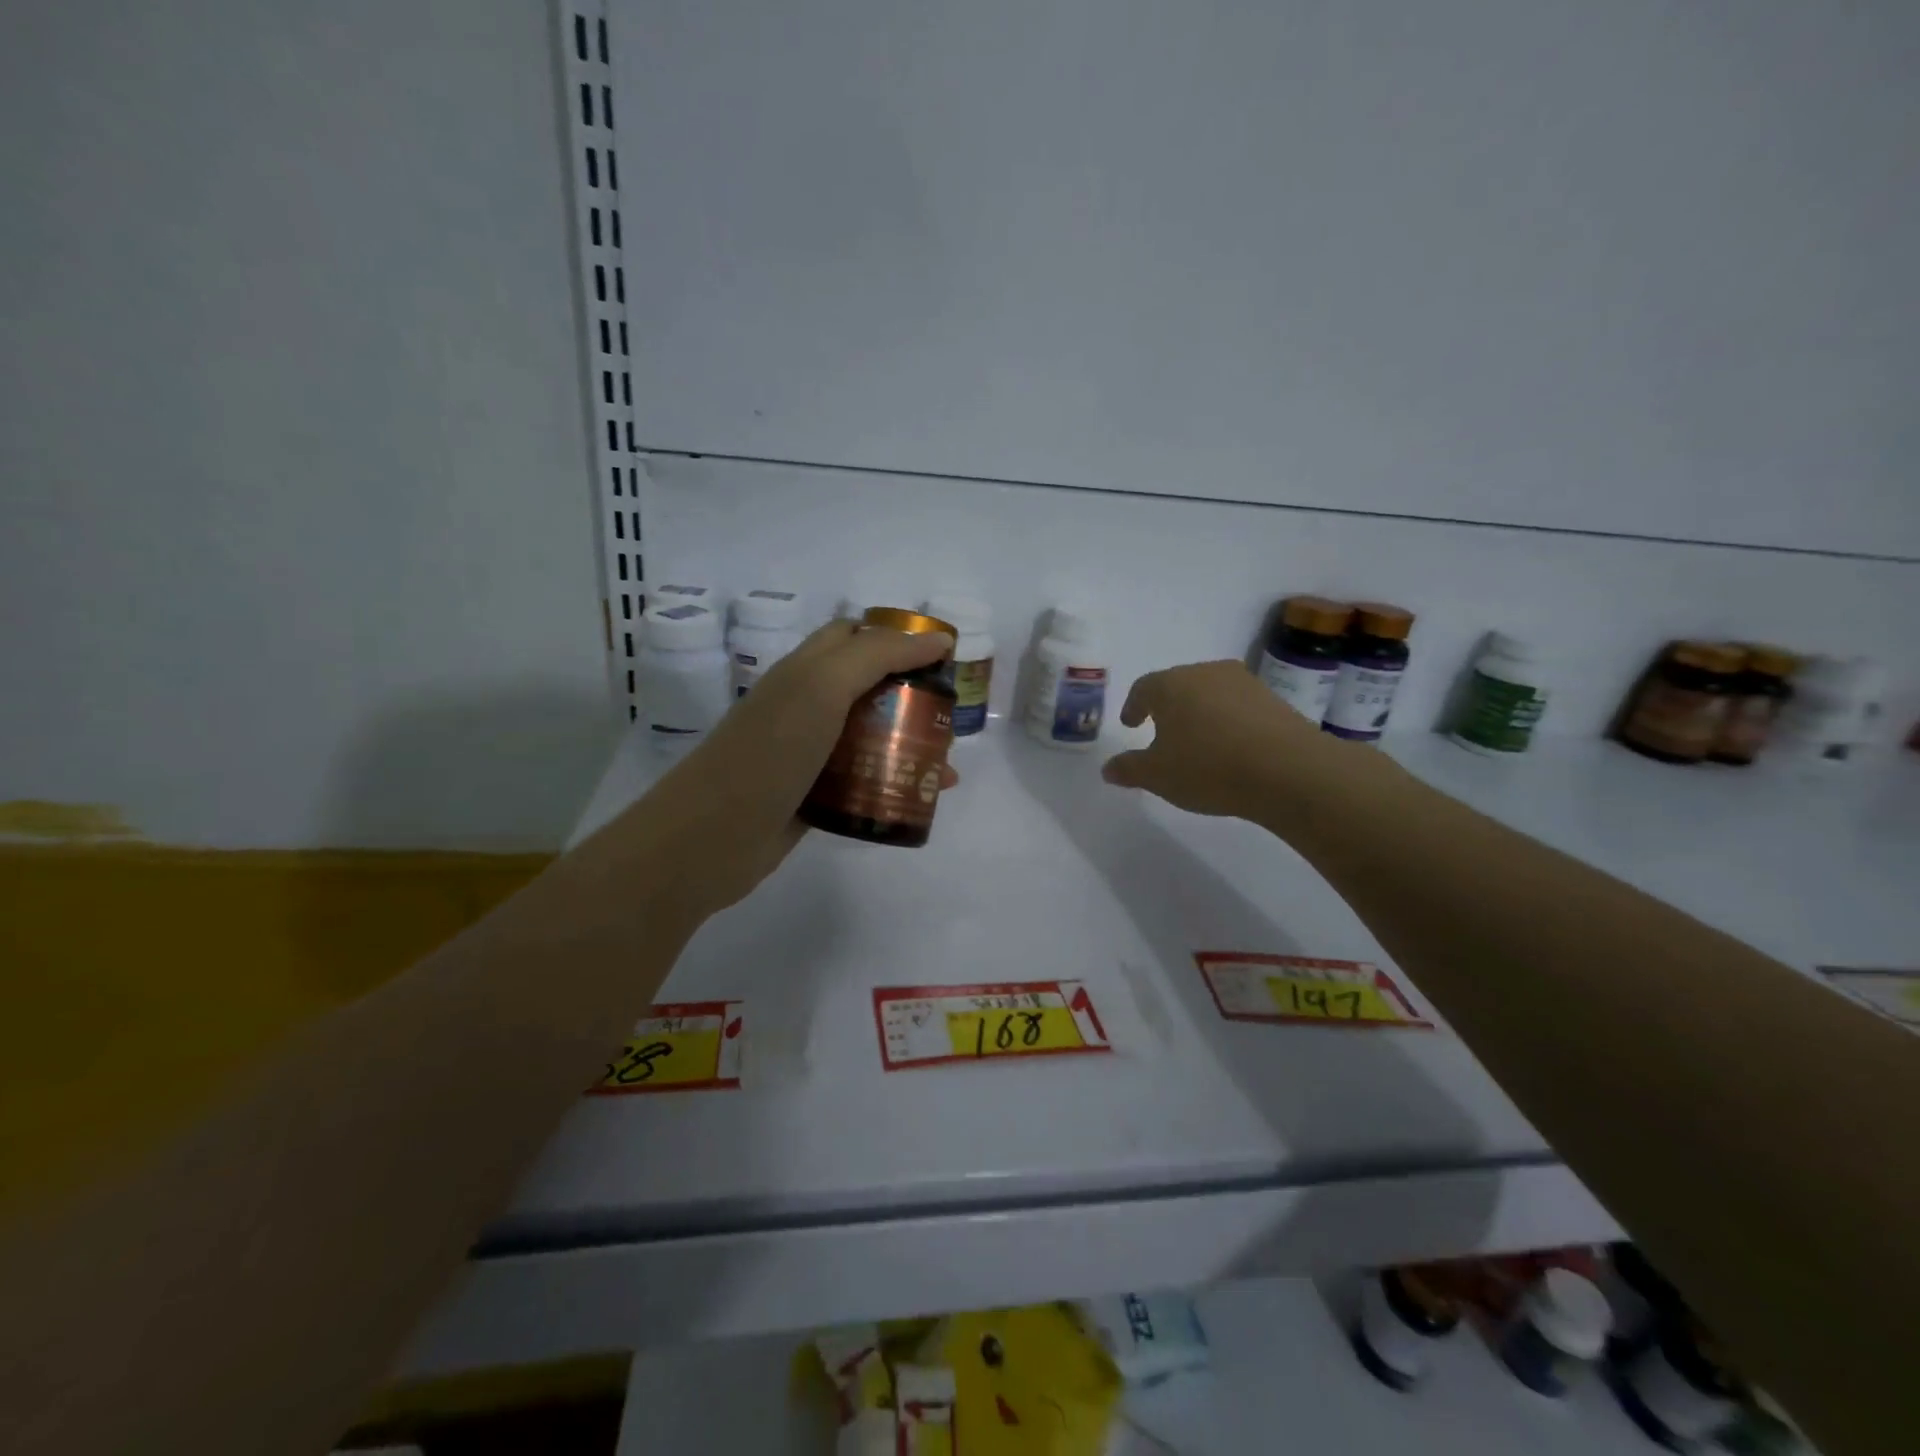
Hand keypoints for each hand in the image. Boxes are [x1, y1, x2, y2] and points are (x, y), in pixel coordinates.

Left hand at [633, 619, 957, 915]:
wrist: (711, 838)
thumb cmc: (769, 750)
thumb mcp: (822, 687)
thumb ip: (877, 655)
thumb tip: (938, 641)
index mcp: (804, 670)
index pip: (855, 636)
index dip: (898, 638)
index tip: (944, 657)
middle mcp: (806, 706)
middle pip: (868, 688)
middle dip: (912, 695)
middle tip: (949, 714)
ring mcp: (808, 753)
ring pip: (869, 738)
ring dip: (909, 744)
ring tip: (945, 765)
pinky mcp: (813, 796)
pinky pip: (861, 781)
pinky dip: (891, 784)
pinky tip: (919, 799)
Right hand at [1100, 660, 1344, 819]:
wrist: (1288, 770)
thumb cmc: (1208, 767)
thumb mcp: (1158, 776)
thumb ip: (1129, 769)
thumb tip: (1108, 768)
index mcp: (1170, 685)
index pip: (1143, 688)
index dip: (1133, 706)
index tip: (1131, 724)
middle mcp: (1205, 673)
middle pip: (1177, 686)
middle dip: (1166, 707)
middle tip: (1161, 731)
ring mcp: (1243, 682)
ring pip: (1210, 693)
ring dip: (1199, 713)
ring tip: (1198, 741)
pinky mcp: (1273, 699)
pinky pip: (1238, 706)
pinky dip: (1228, 721)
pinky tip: (1230, 747)